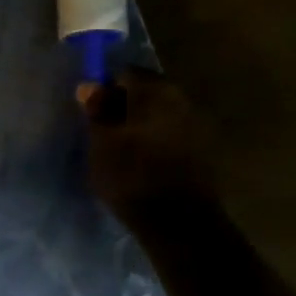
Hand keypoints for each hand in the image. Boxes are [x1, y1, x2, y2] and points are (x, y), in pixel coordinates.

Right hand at [82, 68, 217, 226]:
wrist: (178, 221)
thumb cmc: (131, 175)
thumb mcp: (101, 142)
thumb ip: (96, 110)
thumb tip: (90, 86)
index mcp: (155, 91)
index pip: (125, 73)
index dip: (105, 89)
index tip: (92, 111)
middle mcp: (182, 99)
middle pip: (147, 92)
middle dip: (125, 105)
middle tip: (104, 130)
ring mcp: (198, 125)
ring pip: (162, 114)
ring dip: (143, 124)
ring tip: (122, 148)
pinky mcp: (204, 151)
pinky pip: (173, 134)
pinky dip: (157, 140)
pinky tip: (143, 161)